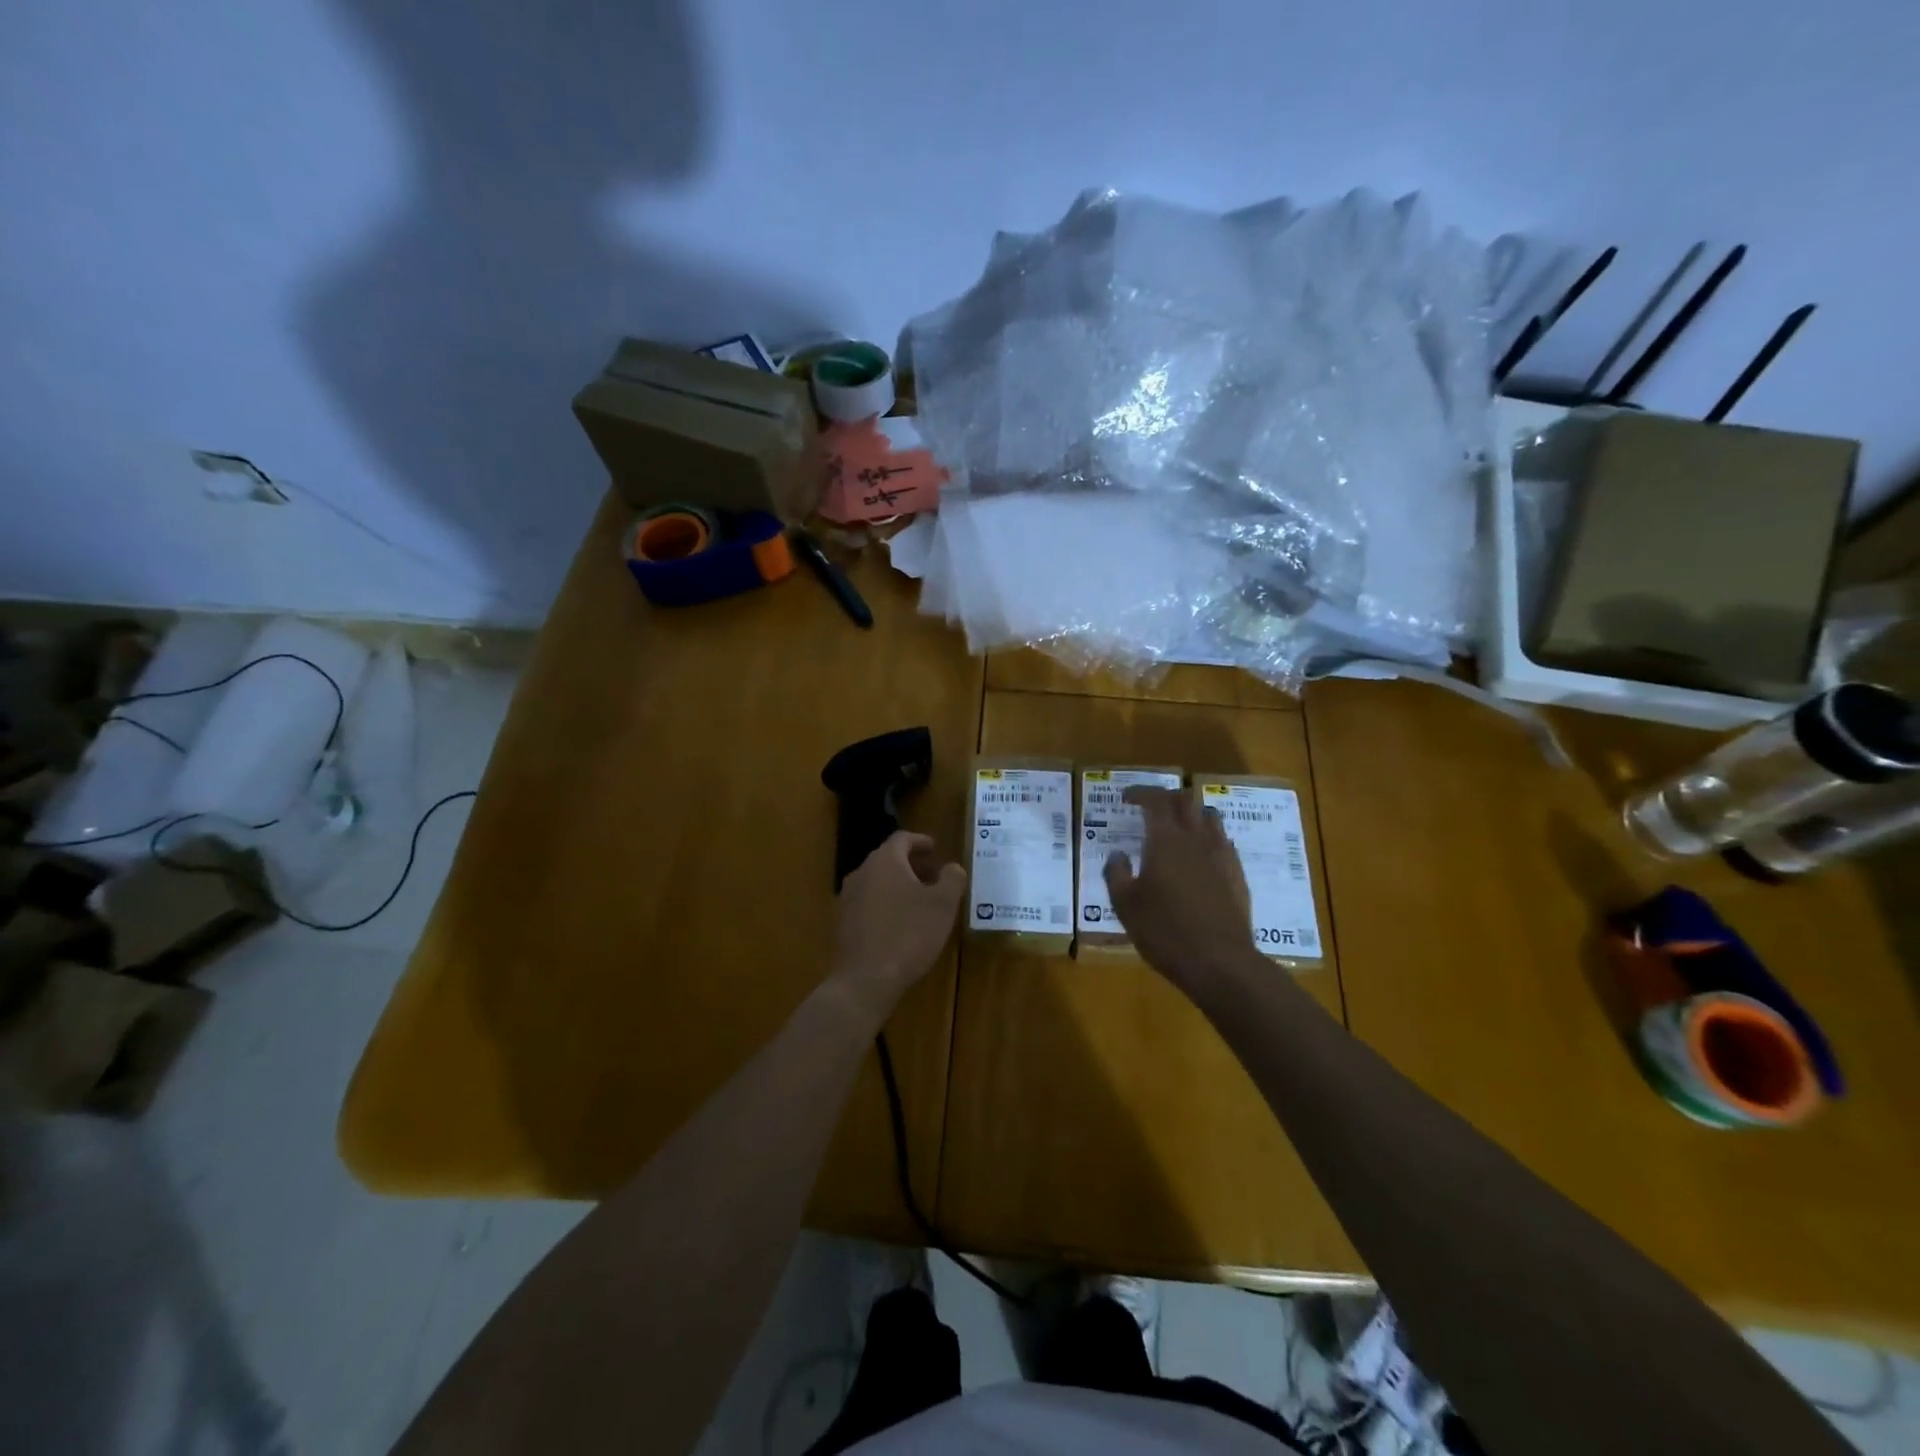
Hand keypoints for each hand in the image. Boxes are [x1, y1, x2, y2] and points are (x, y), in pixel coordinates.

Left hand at [830, 831, 966, 1022]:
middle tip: (932, 877)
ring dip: (896, 886)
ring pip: (875, 882)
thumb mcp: (943, 906)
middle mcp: (860, 873)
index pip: (901, 839)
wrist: (865, 980)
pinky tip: (897, 925)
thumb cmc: (909, 935)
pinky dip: (883, 904)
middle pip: (887, 859)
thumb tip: (952, 867)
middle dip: (911, 865)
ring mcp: (846, 898)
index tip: (935, 849)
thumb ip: (951, 879)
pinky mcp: (841, 923)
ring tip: (917, 903)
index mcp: (884, 862)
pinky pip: (866, 903)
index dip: (920, 841)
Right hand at [1104, 786, 1254, 990]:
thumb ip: (1116, 873)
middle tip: (1150, 807)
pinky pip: (1224, 842)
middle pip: (1185, 801)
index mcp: (1165, 840)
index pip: (1155, 800)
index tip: (1126, 797)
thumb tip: (1117, 854)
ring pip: (1209, 817)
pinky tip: (1200, 856)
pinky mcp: (1237, 875)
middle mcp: (1196, 839)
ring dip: (1191, 813)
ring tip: (1178, 825)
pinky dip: (1208, 838)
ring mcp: (1221, 856)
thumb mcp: (1125, 905)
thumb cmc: (1165, 932)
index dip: (1140, 792)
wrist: (1220, 962)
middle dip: (1166, 797)